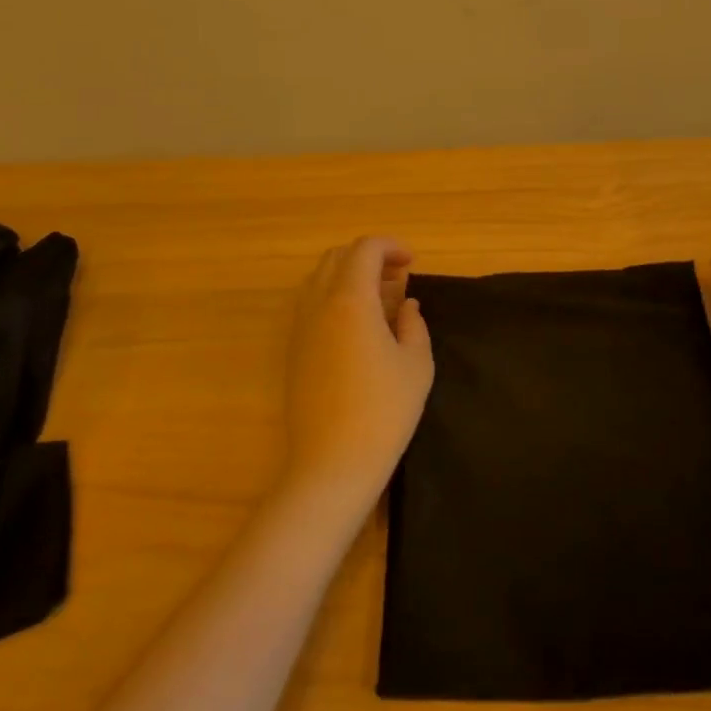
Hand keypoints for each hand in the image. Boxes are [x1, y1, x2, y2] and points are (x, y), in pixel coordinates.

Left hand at [280, 236, 434, 511]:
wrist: (332, 463)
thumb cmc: (384, 411)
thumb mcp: (416, 364)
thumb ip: (413, 324)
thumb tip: (406, 305)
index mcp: (351, 300)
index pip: (365, 249)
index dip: (391, 246)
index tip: (412, 263)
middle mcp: (319, 304)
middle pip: (338, 257)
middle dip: (369, 257)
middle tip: (397, 278)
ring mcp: (301, 327)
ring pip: (319, 279)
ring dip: (348, 276)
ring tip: (378, 300)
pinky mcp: (293, 351)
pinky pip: (310, 304)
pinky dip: (333, 297)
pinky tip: (356, 326)